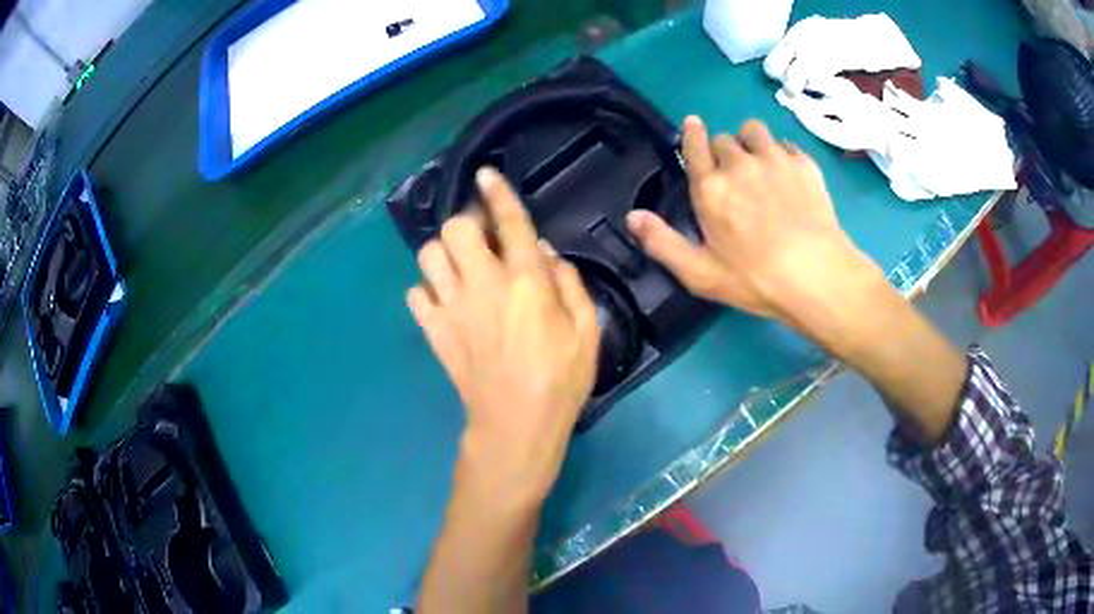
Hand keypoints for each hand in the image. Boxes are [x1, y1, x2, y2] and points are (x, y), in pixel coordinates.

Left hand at [407, 168, 599, 506]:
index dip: (497, 193)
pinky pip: (414, 295)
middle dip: (466, 224)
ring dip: (443, 253)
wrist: (516, 424)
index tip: (486, 174)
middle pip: (454, 230)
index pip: (508, 223)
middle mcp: (482, 285)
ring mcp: (452, 308)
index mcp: (524, 282)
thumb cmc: (561, 379)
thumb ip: (568, 281)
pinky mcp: (434, 331)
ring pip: (428, 257)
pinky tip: (443, 299)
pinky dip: (426, 290)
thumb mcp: (587, 329)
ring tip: (459, 265)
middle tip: (480, 237)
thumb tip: (543, 250)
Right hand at [626, 117, 884, 338]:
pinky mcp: (804, 163)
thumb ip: (662, 243)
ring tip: (759, 162)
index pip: (695, 145)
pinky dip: (782, 153)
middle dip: (723, 151)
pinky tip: (788, 174)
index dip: (693, 133)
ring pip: (754, 130)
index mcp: (710, 187)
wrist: (817, 275)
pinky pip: (786, 144)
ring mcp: (774, 159)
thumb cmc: (755, 279)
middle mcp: (739, 163)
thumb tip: (632, 216)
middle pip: (724, 139)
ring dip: (750, 141)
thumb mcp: (700, 273)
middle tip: (734, 175)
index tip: (694, 124)